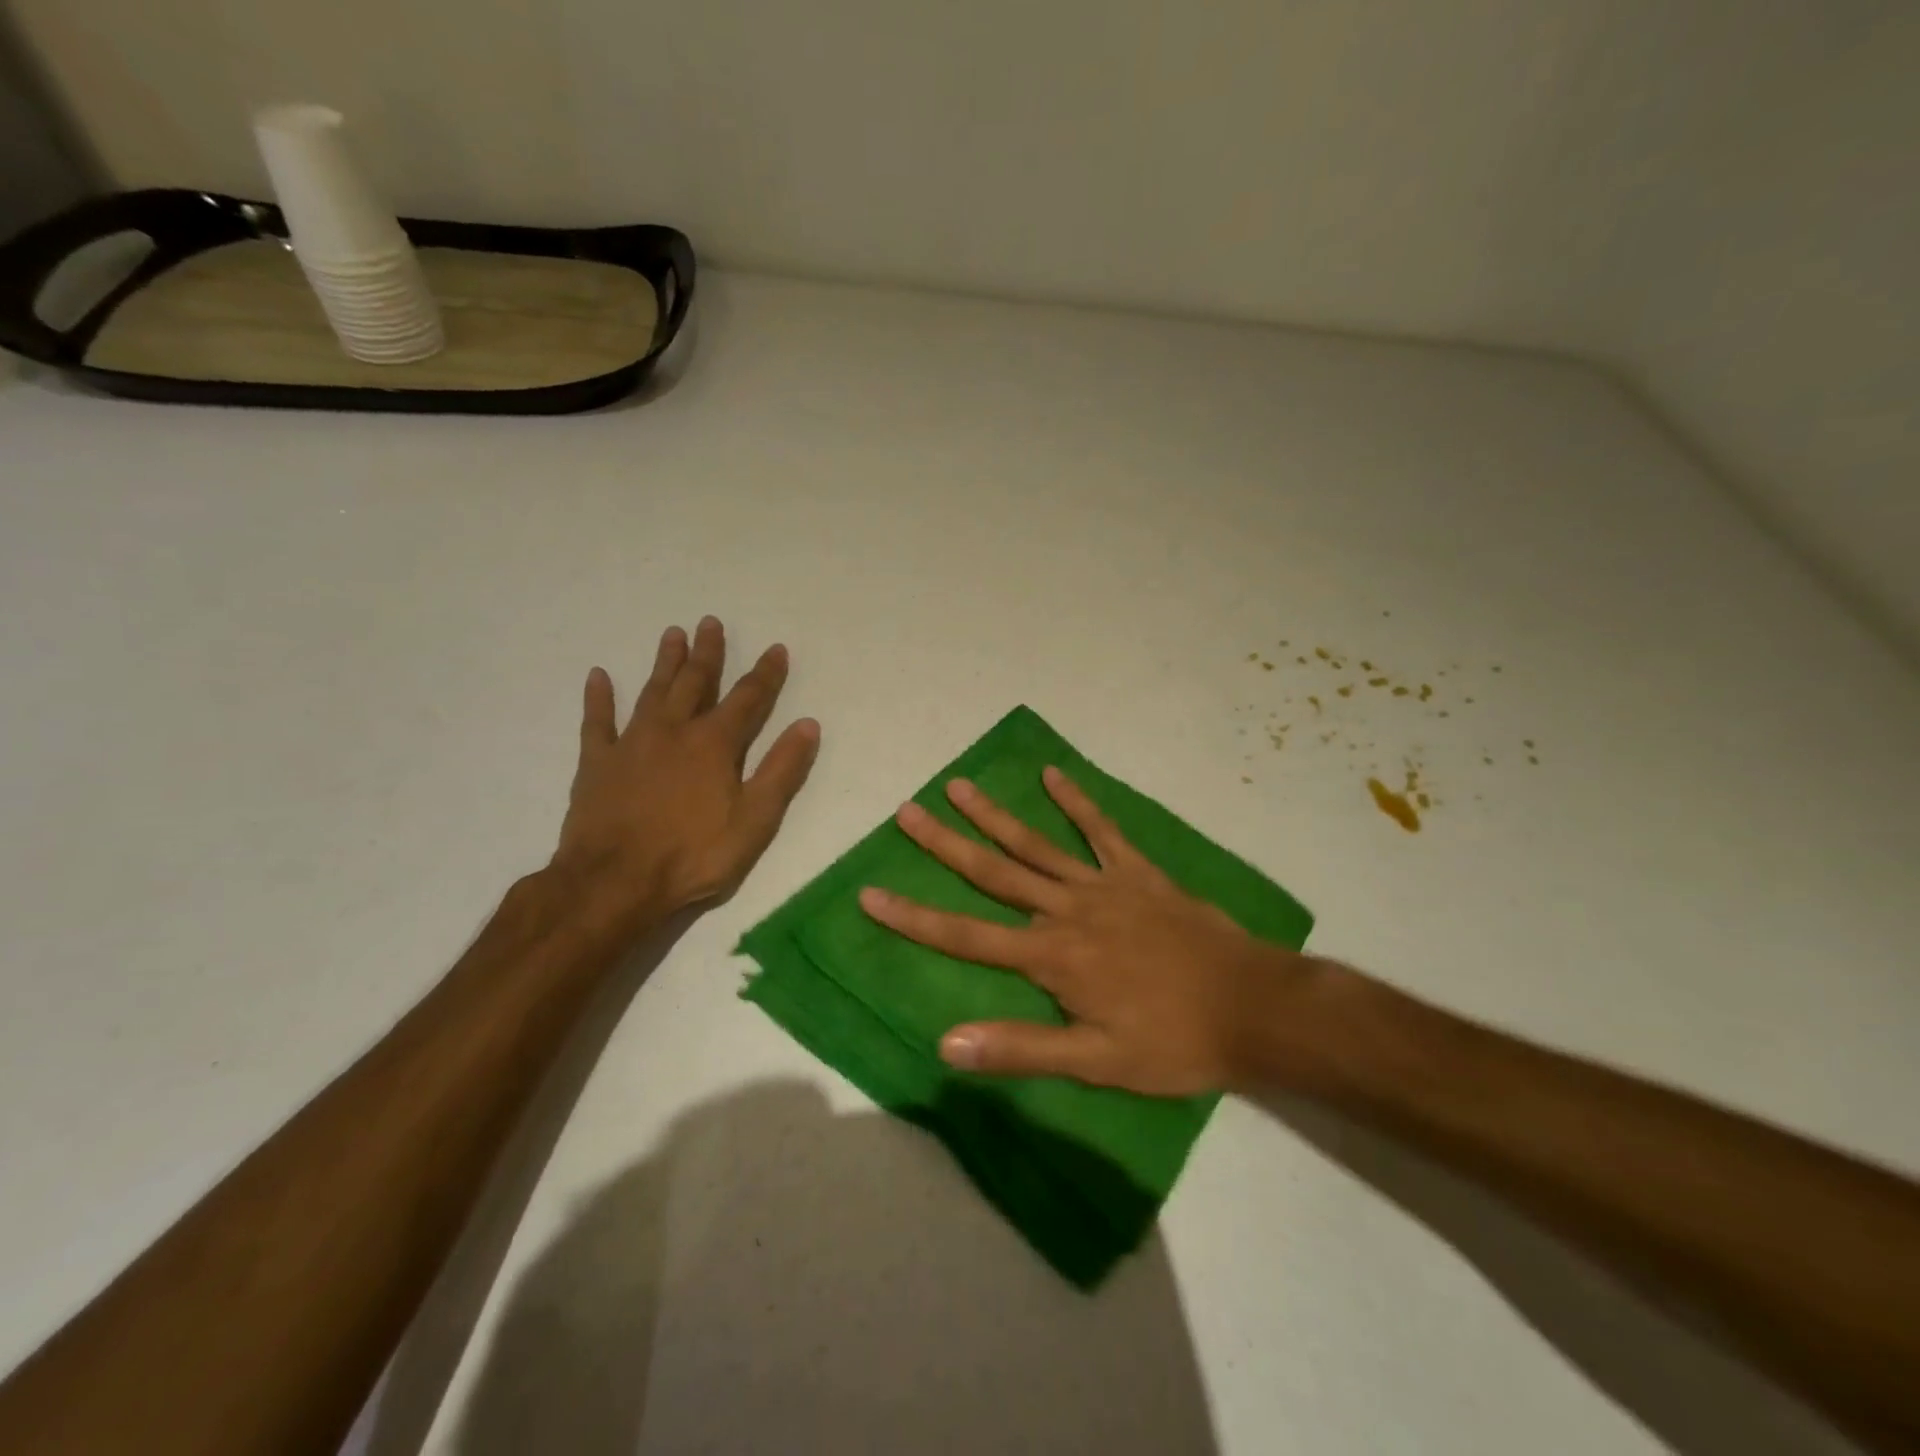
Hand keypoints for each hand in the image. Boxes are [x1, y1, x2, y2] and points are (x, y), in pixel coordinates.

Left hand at [553, 617, 819, 930]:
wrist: (614, 882)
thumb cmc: (693, 855)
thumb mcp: (755, 819)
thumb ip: (782, 770)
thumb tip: (808, 725)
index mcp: (715, 744)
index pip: (748, 699)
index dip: (765, 674)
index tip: (776, 648)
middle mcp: (674, 731)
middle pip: (696, 683)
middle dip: (708, 653)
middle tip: (710, 622)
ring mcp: (632, 743)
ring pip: (652, 692)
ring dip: (664, 662)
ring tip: (672, 633)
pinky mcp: (598, 763)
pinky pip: (598, 722)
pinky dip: (599, 698)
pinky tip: (598, 676)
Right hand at [859, 767, 1332, 1095]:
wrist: (1252, 1007)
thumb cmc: (1173, 1042)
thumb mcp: (1096, 1063)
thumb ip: (1021, 1048)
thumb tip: (947, 1043)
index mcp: (1051, 957)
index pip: (966, 936)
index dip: (915, 917)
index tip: (870, 894)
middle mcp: (1066, 911)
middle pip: (994, 873)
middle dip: (945, 844)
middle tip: (906, 811)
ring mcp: (1103, 885)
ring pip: (1036, 845)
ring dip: (995, 815)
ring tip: (959, 786)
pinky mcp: (1138, 873)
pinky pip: (1102, 831)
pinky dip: (1077, 802)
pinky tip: (1053, 775)